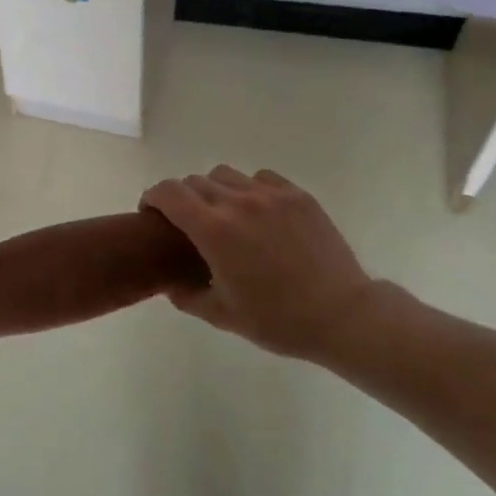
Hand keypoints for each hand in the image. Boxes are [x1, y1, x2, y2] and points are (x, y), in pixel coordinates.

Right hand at [140, 166, 377, 363]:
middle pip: (194, 182)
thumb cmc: (279, 320)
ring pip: (225, 175)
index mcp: (213, 230)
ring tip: (225, 214)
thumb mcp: (223, 316)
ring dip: (214, 190)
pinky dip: (249, 189)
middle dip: (182, 198)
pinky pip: (260, 178)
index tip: (152, 212)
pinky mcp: (296, 195)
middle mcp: (237, 203)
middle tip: (189, 223)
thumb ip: (187, 296)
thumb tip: (169, 283)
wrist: (343, 316)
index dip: (153, 197)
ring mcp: (270, 195)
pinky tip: (258, 213)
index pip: (169, 193)